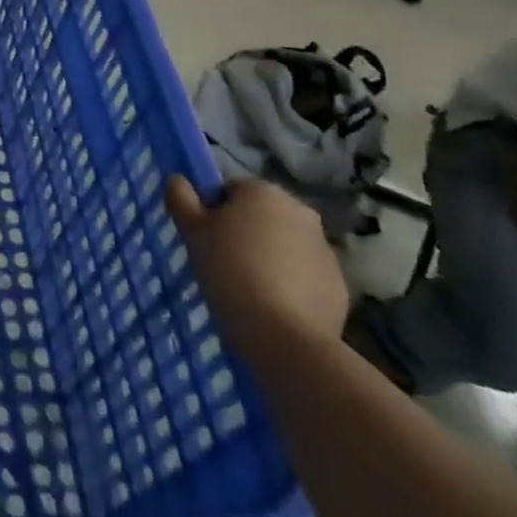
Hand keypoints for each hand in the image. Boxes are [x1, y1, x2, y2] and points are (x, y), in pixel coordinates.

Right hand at [165, 176, 348, 361]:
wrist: (283, 337)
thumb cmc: (230, 271)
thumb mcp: (192, 231)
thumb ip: (181, 197)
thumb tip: (177, 179)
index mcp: (263, 190)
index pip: (230, 191)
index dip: (214, 213)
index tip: (207, 240)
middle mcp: (300, 210)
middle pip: (261, 215)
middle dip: (245, 233)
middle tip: (224, 263)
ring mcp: (324, 249)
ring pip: (284, 245)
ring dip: (269, 257)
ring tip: (249, 289)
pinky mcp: (338, 285)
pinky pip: (305, 275)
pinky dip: (291, 284)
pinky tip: (274, 306)